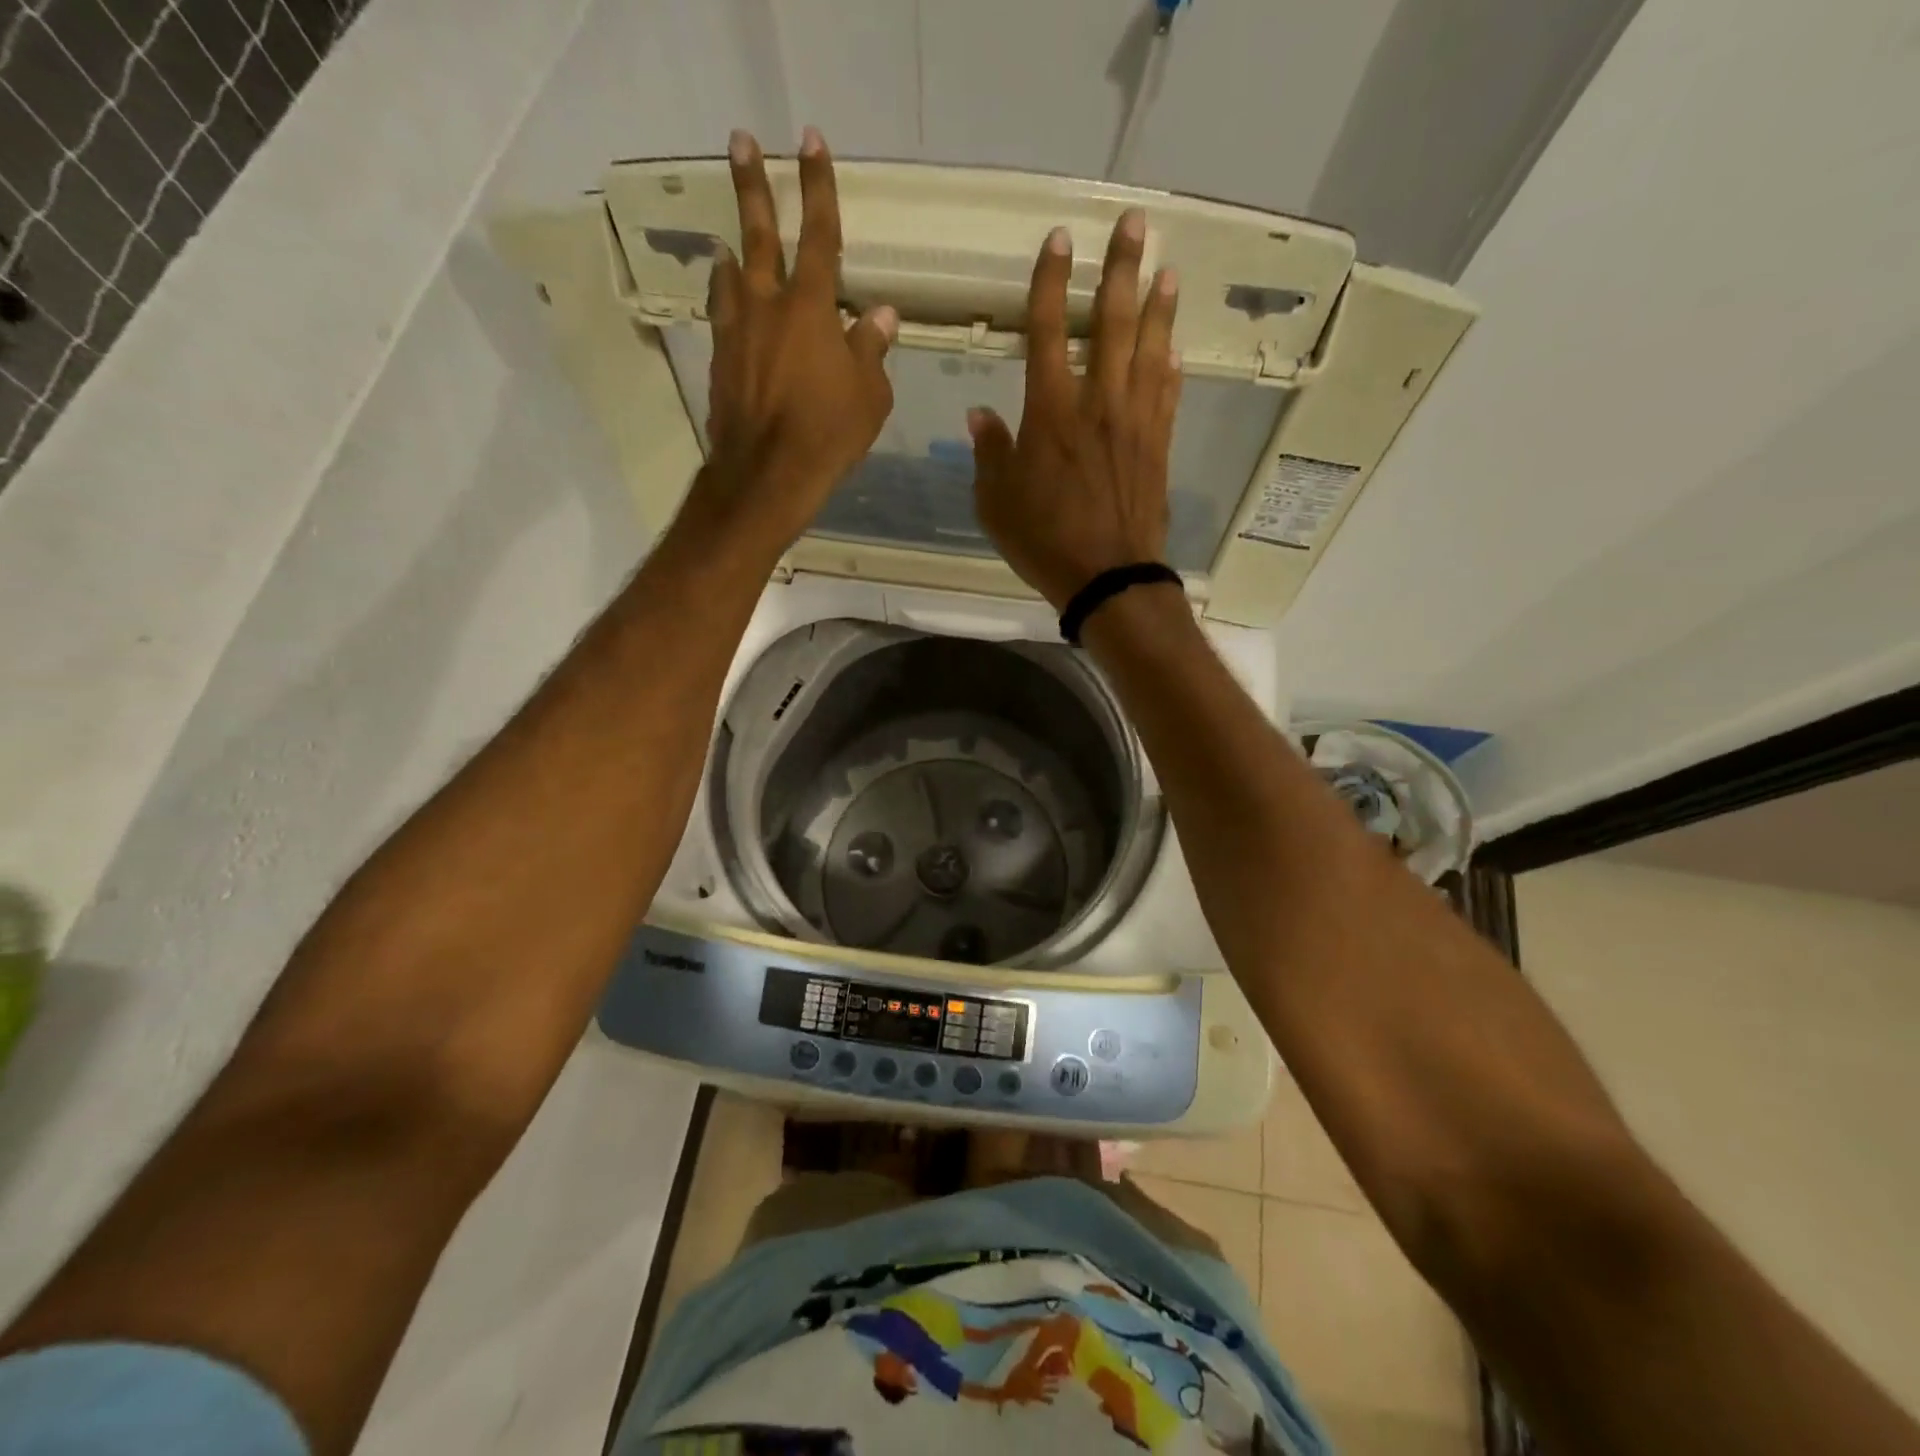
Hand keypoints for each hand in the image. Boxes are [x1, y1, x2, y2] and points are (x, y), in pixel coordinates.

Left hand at [686, 127, 897, 545]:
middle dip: (752, 184)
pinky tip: (730, 307)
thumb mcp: (870, 395)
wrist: (768, 474)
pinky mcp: (721, 362)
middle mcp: (767, 306)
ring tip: (728, 241)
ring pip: (731, 276)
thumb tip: (879, 315)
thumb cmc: (829, 433)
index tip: (810, 139)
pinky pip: (724, 320)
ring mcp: (737, 333)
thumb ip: (871, 348)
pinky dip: (728, 304)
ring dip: (732, 252)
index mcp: (811, 307)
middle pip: (758, 234)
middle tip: (739, 142)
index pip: (819, 234)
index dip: (817, 185)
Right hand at [968, 209, 1181, 609]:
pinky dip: (1171, 367)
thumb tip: (979, 414)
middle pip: (1114, 322)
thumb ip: (990, 453)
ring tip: (1167, 271)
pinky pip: (1167, 394)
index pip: (1049, 331)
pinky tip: (1175, 347)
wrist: (1109, 576)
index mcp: (1051, 412)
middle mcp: (1098, 403)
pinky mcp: (1159, 446)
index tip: (1059, 240)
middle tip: (1134, 224)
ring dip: (1159, 307)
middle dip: (1121, 269)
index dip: (1051, 282)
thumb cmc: (1044, 540)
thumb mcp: (996, 502)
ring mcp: (1135, 422)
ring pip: (1150, 350)